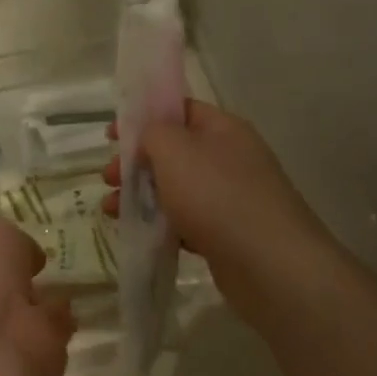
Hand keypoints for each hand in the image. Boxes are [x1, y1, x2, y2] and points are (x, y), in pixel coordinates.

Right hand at [104, 101, 329, 327]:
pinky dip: (161, 224)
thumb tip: (150, 138)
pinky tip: (140, 234)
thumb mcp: (174, 149)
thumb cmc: (216, 196)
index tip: (112, 137)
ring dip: (142, 196)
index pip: (179, 111)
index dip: (143, 119)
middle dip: (137, 163)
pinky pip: (187, 221)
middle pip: (175, 152)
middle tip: (108, 178)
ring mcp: (232, 198)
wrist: (269, 265)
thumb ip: (153, 133)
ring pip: (177, 189)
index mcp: (223, 129)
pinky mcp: (228, 234)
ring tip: (111, 211)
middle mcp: (231, 159)